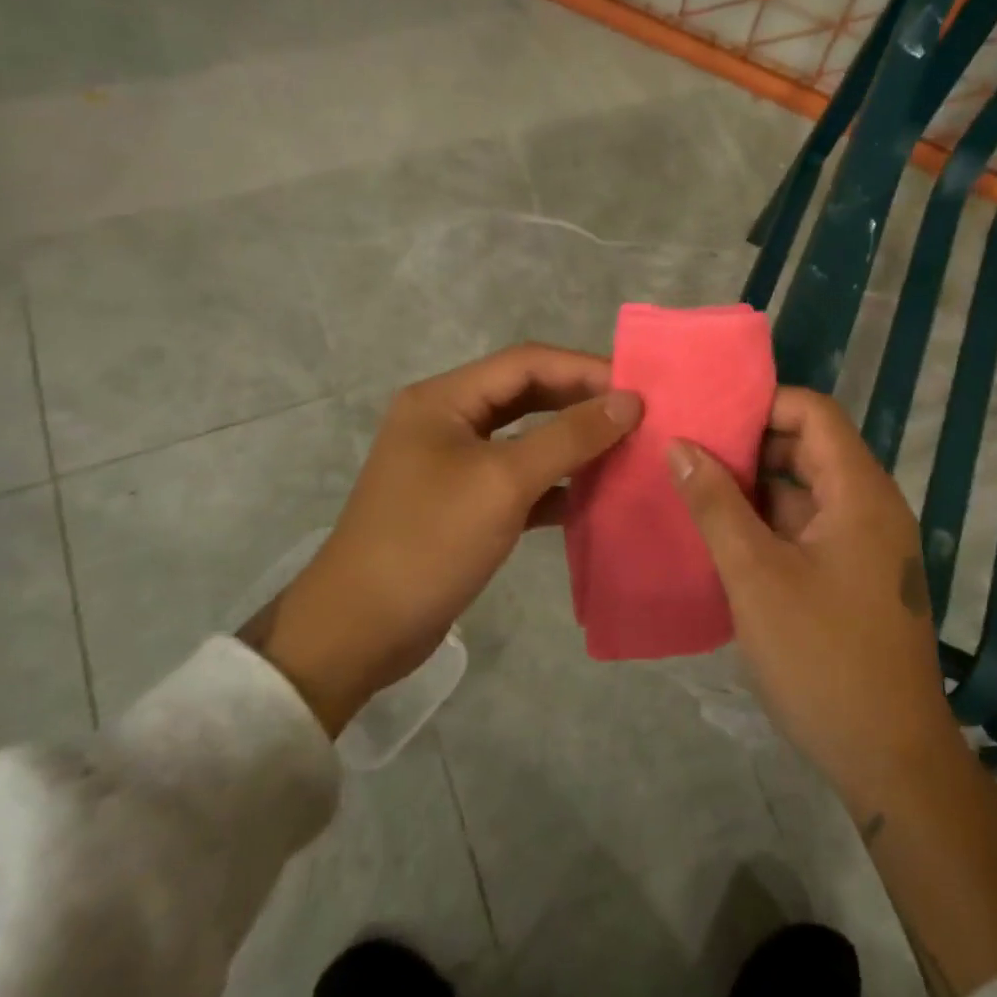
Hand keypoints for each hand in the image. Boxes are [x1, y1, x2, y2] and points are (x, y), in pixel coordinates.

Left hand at [250, 344, 641, 733]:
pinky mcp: (462, 503)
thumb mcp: (503, 482)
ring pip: (525, 438)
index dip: (584, 369)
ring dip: (571, 443)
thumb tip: (629, 401)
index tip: (637, 388)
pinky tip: (591, 498)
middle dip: (580, 403)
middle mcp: (447, 421)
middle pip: (526, 395)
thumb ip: (569, 437)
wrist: (359, 633)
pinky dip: (554, 483)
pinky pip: (518, 478)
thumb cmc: (428, 542)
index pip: (526, 363)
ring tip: (624, 450)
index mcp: (444, 400)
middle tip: (636, 416)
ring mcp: (453, 463)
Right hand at [666, 387, 960, 812]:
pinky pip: (808, 527)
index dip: (763, 403)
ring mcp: (865, 543)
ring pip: (805, 490)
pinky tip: (721, 532)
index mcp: (860, 492)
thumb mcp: (757, 576)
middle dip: (750, 443)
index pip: (814, 413)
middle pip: (809, 447)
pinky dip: (768, 522)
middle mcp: (870, 506)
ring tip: (693, 483)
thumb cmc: (823, 659)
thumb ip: (716, 505)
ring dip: (754, 485)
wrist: (891, 759)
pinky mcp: (855, 575)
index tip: (708, 412)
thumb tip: (680, 445)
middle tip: (688, 446)